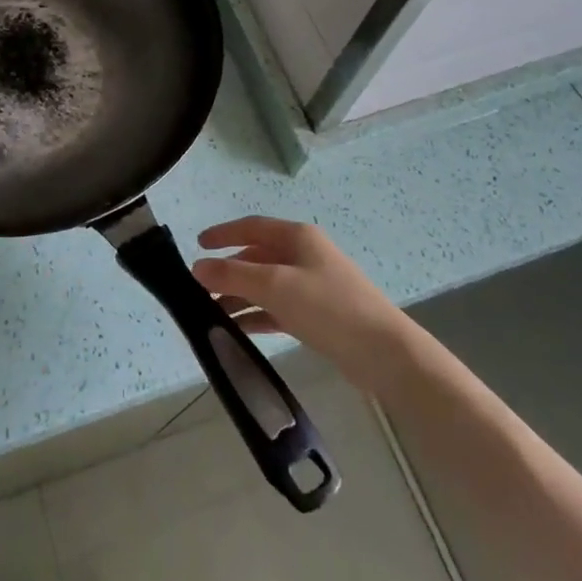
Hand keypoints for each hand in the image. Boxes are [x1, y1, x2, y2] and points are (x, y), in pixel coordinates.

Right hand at [192, 217, 414, 393]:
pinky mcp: (317, 314)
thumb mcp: (275, 286)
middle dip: (228, 271)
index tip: (197, 245)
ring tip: (211, 315)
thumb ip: (233, 275)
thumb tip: (197, 267)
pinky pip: (277, 308)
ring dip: (239, 296)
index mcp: (297, 237)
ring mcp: (312, 285)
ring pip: (265, 285)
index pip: (251, 227)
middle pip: (257, 257)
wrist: (384, 353)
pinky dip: (256, 315)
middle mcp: (304, 255)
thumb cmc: (328, 307)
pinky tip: (238, 330)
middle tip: (199, 290)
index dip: (223, 233)